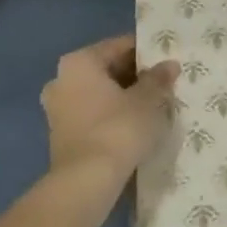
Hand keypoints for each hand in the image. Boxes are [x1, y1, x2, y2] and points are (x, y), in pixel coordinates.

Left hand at [41, 35, 179, 178]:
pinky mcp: (61, 134)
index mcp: (79, 62)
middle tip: (164, 83)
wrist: (87, 180)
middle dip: (134, 76)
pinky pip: (93, 114)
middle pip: (106, 69)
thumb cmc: (119, 128)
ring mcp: (57, 109)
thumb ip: (158, 79)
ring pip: (99, 93)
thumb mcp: (148, 100)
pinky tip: (134, 125)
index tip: (167, 60)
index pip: (119, 46)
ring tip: (153, 106)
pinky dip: (111, 115)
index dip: (146, 52)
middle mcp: (61, 79)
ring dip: (123, 97)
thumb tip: (168, 65)